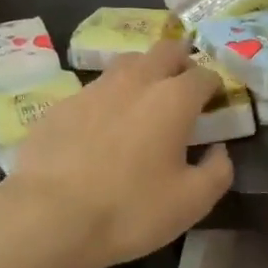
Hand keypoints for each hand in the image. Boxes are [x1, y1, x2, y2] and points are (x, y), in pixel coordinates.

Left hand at [3, 41, 233, 267]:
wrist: (48, 217)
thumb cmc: (130, 209)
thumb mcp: (191, 202)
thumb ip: (217, 171)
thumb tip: (219, 150)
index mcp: (173, 99)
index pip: (204, 74)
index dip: (214, 86)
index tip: (215, 103)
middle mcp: (136, 81)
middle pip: (165, 50)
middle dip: (180, 61)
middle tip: (183, 86)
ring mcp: (94, 89)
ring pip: (127, 63)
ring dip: (143, 73)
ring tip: (143, 101)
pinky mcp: (61, 105)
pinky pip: (94, 90)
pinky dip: (107, 100)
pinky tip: (101, 128)